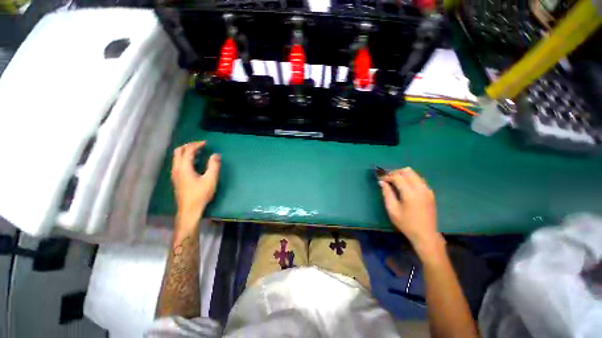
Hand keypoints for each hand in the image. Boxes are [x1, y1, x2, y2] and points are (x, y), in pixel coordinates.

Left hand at [171, 141, 220, 223]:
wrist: (189, 209)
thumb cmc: (200, 194)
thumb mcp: (211, 180)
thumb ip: (214, 166)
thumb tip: (215, 155)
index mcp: (184, 167)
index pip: (188, 151)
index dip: (197, 145)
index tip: (206, 143)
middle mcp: (177, 168)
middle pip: (178, 151)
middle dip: (189, 146)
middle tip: (200, 145)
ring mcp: (175, 174)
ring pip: (177, 157)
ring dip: (186, 151)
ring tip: (198, 152)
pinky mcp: (177, 179)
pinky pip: (178, 163)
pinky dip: (185, 158)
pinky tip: (194, 163)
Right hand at [379, 167, 442, 255]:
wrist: (426, 234)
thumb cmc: (406, 223)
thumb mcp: (392, 210)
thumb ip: (387, 193)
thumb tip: (381, 182)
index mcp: (410, 194)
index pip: (397, 177)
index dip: (387, 176)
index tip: (380, 179)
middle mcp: (420, 188)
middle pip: (407, 171)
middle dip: (395, 172)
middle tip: (387, 179)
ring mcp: (427, 190)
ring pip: (414, 173)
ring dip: (403, 175)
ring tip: (394, 182)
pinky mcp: (430, 193)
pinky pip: (419, 179)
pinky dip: (410, 179)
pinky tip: (404, 187)